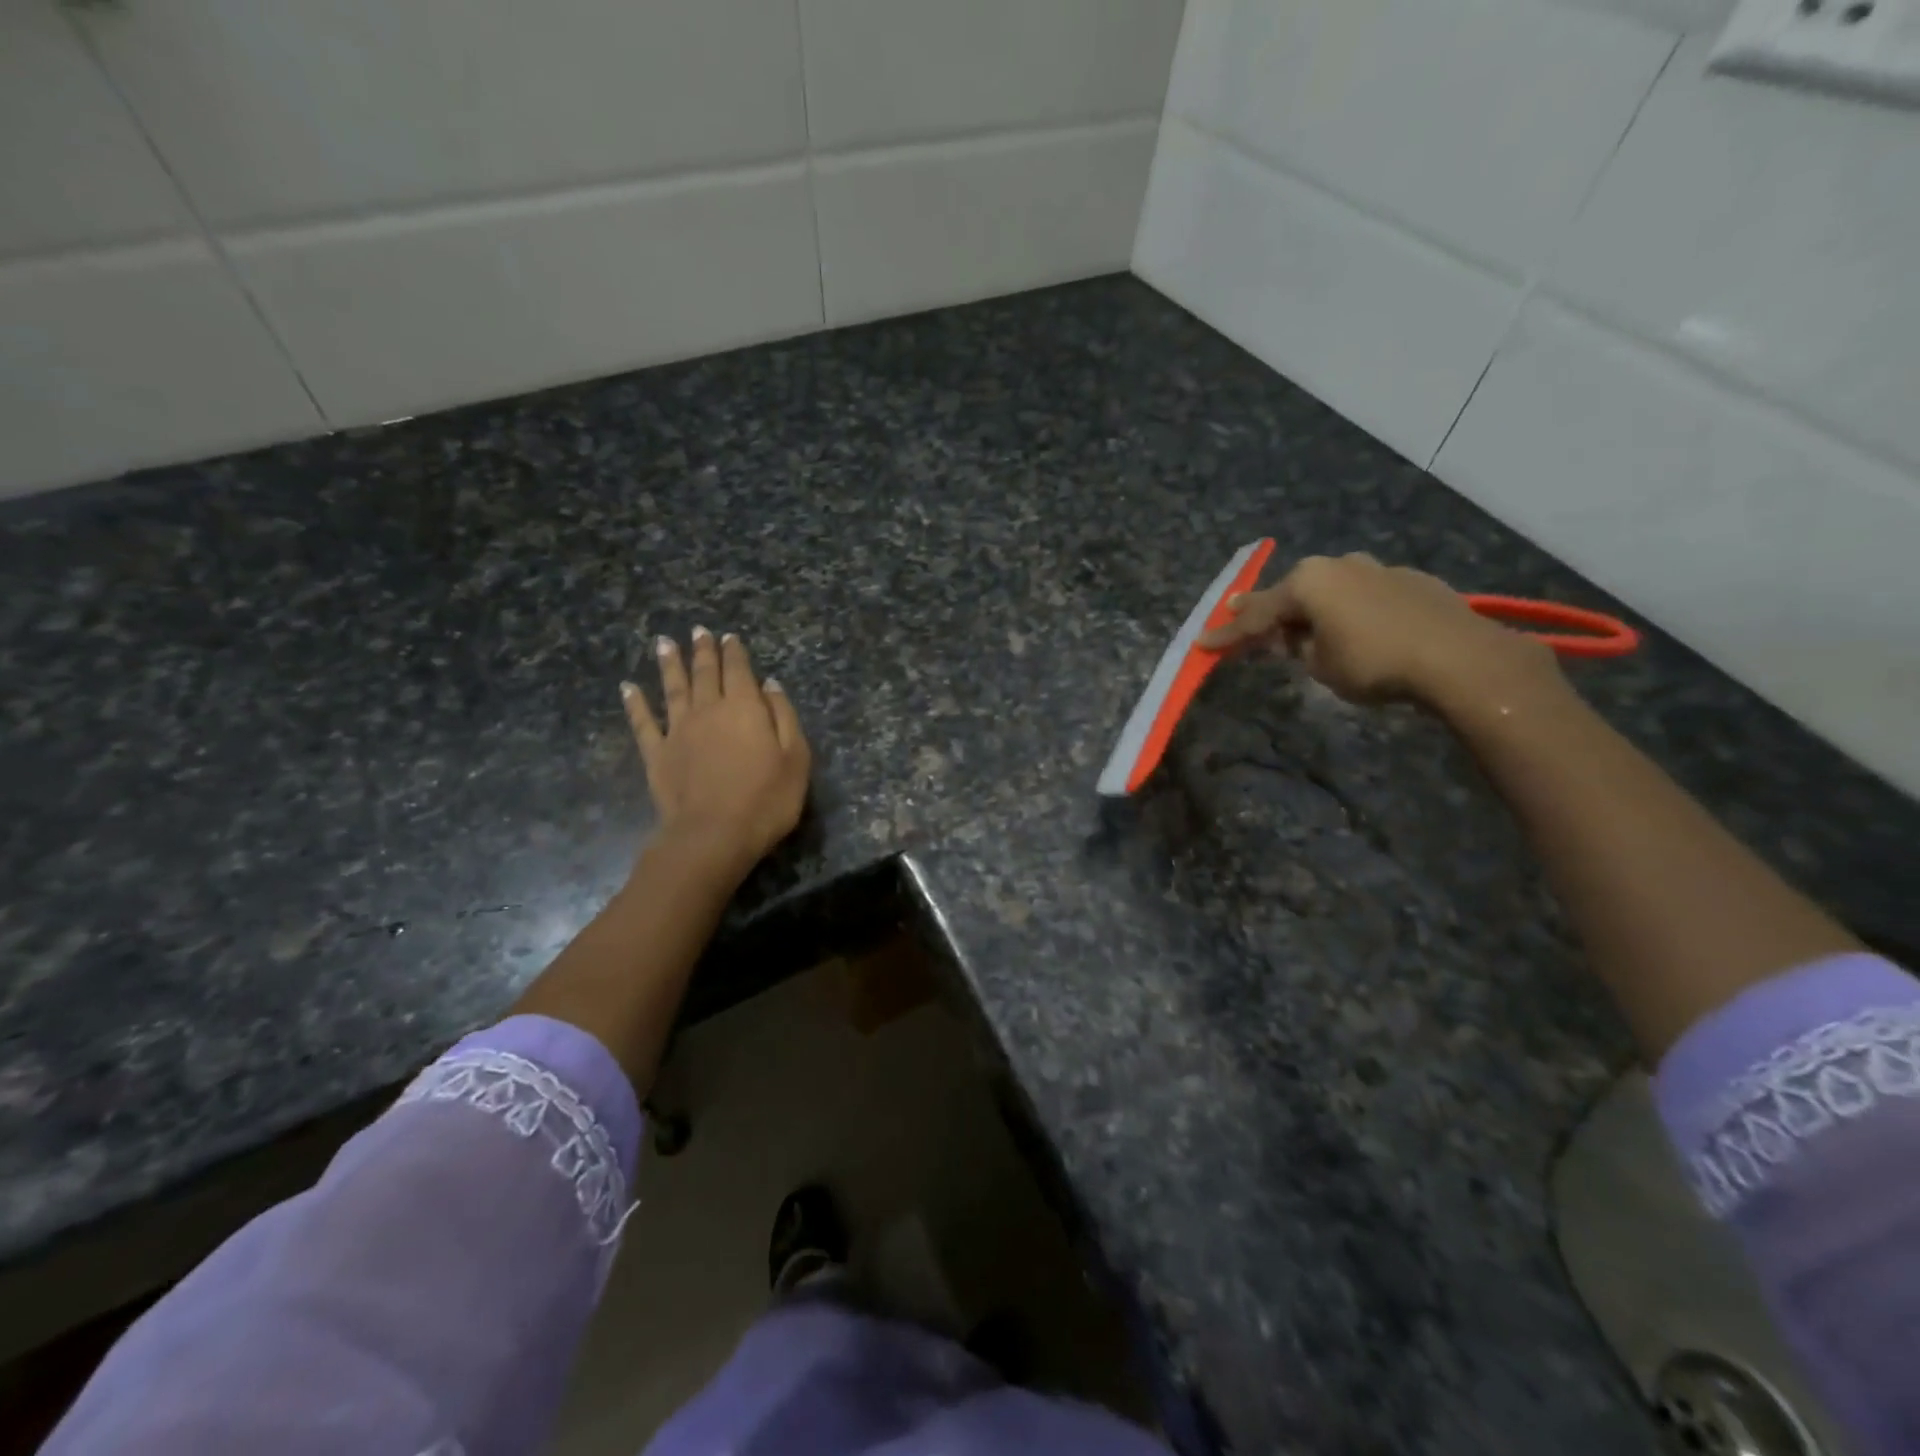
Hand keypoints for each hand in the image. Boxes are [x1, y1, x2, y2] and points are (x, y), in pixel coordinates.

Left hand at [622, 627, 810, 885]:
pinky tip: (628, 688)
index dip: (734, 652)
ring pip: (673, 688)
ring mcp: (678, 731)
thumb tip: (770, 684)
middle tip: (698, 631)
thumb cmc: (766, 800)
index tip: (729, 636)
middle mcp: (708, 710)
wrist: (713, 835)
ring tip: (664, 643)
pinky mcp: (657, 754)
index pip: (739, 671)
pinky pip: (643, 723)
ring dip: (669, 664)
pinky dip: (635, 704)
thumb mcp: (795, 758)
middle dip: (703, 650)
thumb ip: (784, 717)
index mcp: (745, 708)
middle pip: (705, 673)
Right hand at [1198, 552, 1560, 707]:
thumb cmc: (1374, 663)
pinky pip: (1364, 595)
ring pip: (1331, 590)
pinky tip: (1357, 630)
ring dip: (1313, 609)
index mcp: (1308, 582)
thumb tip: (1297, 637)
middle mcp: (1339, 565)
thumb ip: (1298, 647)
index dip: (1228, 634)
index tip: (1203, 643)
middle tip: (1247, 625)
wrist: (1459, 658)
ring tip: (1304, 629)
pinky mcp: (1410, 581)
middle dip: (1270, 612)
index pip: (1256, 614)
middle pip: (1293, 593)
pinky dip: (1350, 611)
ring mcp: (1377, 568)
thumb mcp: (1320, 665)